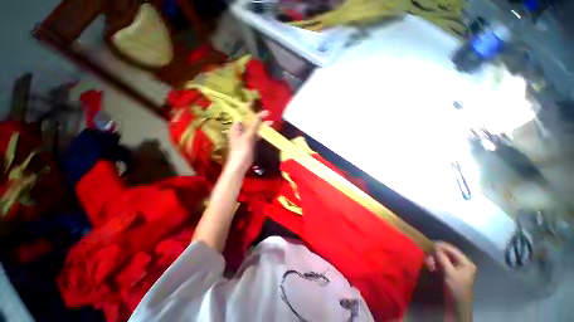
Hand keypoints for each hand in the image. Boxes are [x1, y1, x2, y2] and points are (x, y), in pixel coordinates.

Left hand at [226, 111, 269, 173]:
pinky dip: (262, 132)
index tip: (254, 102)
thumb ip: (254, 125)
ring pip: (254, 127)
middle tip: (267, 112)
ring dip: (262, 125)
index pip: (242, 114)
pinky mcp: (250, 142)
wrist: (240, 164)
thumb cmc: (242, 149)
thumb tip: (260, 114)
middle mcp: (240, 130)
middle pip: (249, 120)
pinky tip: (268, 130)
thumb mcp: (248, 136)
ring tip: (271, 121)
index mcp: (236, 127)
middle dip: (258, 116)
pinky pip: (256, 134)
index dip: (248, 108)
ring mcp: (246, 136)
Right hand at [426, 241, 475, 320]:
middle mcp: (461, 263)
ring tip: (427, 263)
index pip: (451, 248)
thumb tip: (433, 245)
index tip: (426, 244)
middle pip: (446, 253)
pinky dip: (434, 264)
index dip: (439, 245)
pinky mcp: (450, 274)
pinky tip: (430, 267)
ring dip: (434, 259)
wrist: (456, 308)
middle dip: (435, 253)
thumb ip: (442, 258)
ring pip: (442, 258)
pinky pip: (441, 264)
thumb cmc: (456, 289)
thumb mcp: (449, 273)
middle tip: (426, 256)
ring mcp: (456, 269)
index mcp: (465, 262)